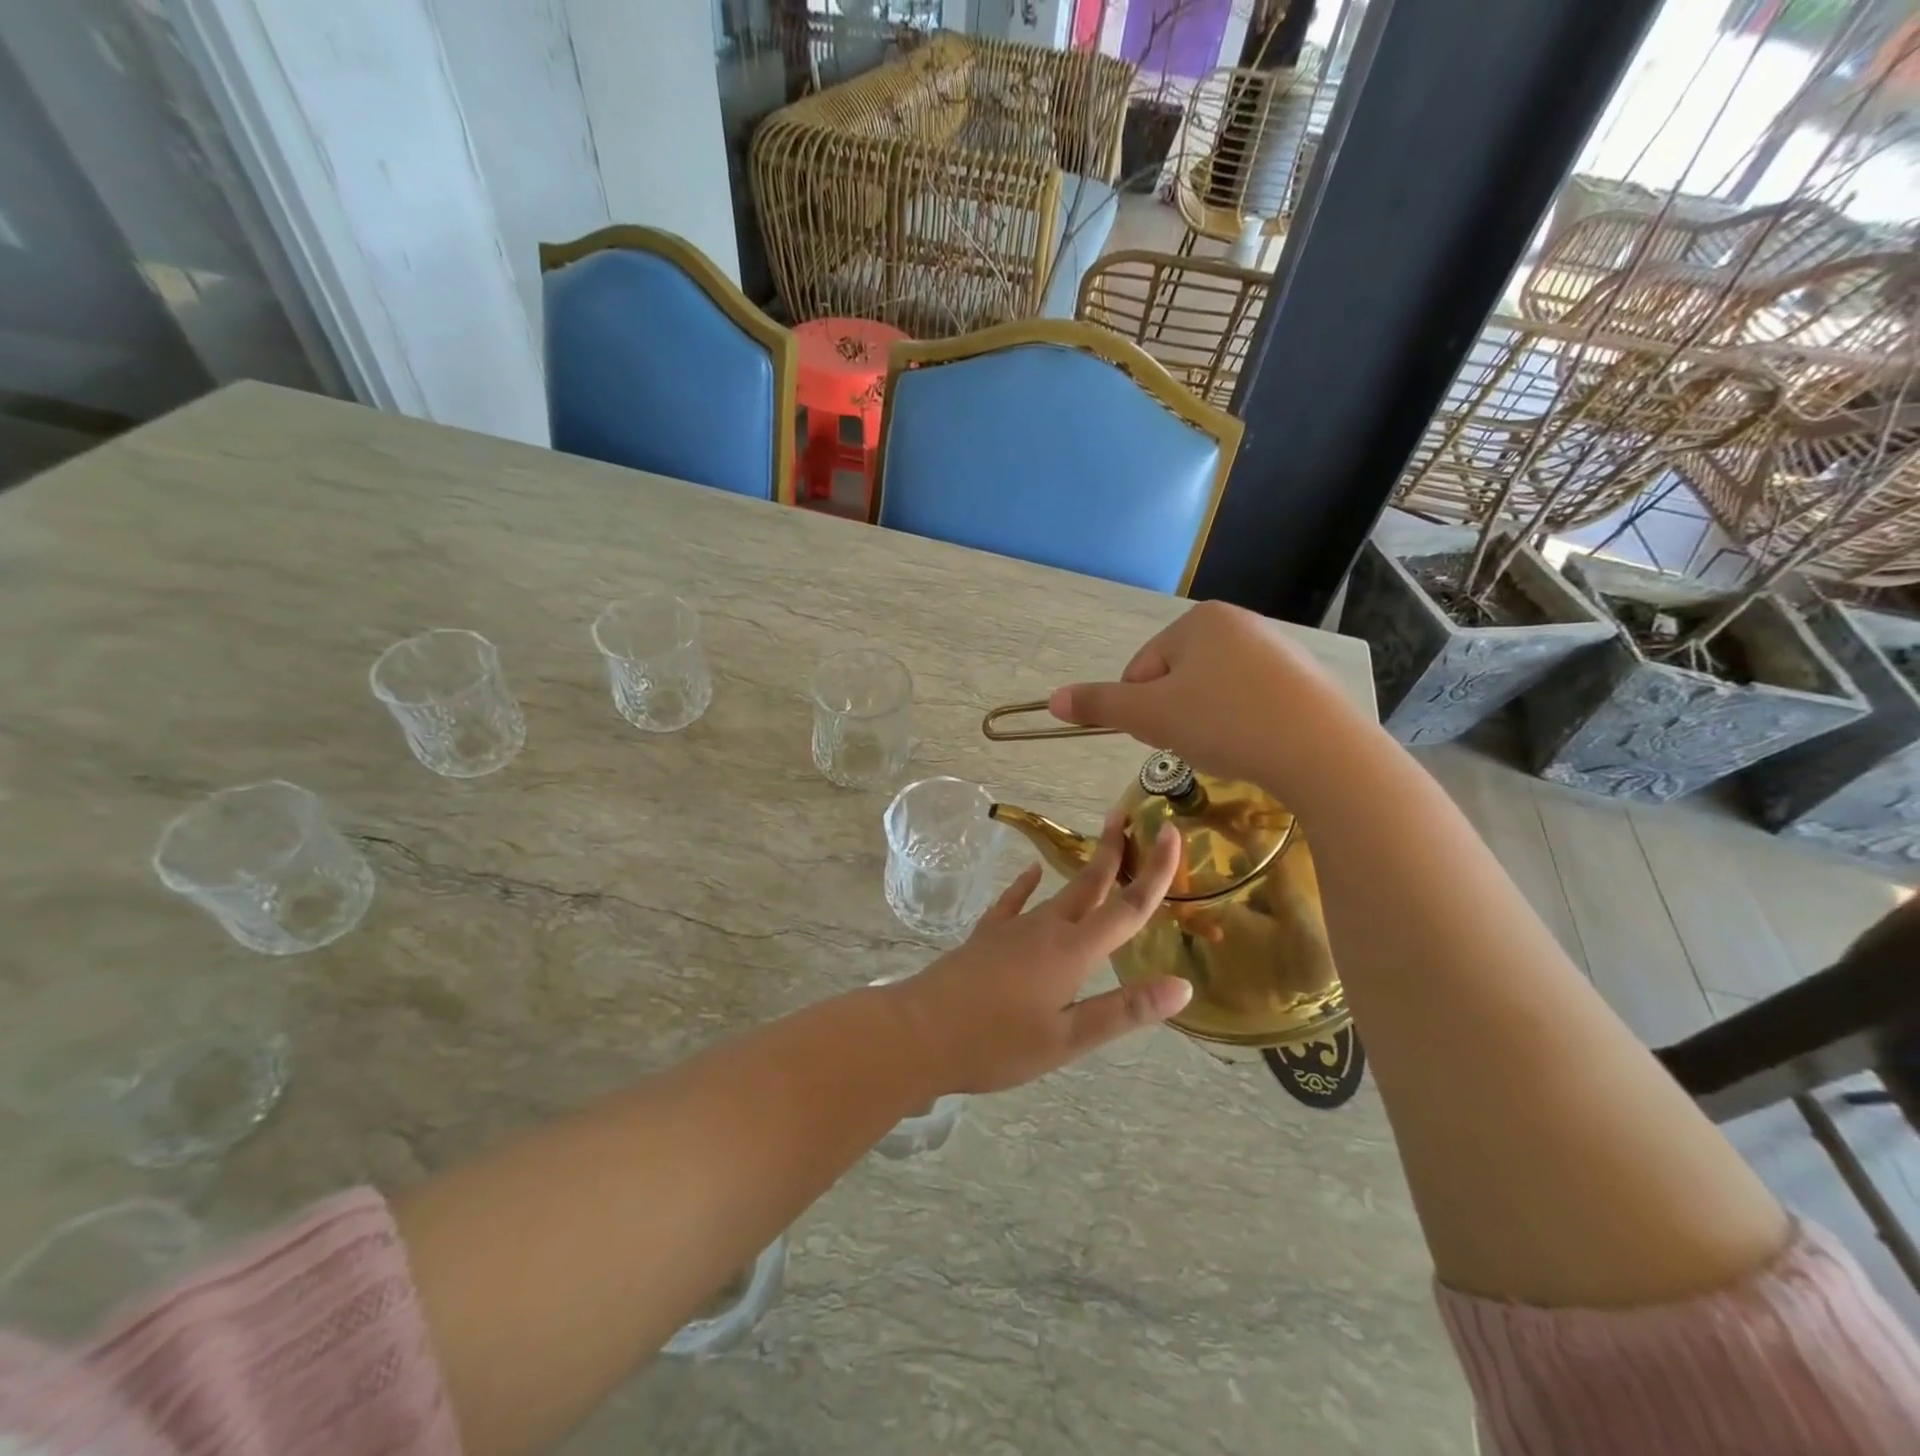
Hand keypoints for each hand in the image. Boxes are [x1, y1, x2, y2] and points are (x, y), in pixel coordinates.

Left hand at [889, 813, 1190, 1093]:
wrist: (919, 1032)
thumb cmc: (996, 1044)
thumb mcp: (1067, 1039)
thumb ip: (1123, 1010)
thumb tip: (1182, 985)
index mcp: (1073, 952)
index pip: (1127, 906)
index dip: (1156, 871)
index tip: (1173, 833)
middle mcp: (1046, 929)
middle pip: (1090, 884)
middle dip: (1113, 851)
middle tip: (1128, 816)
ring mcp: (1012, 928)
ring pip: (1059, 892)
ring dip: (1083, 871)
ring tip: (1100, 850)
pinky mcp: (986, 936)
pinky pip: (1014, 902)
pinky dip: (1026, 885)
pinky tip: (1032, 872)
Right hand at [1047, 600, 1352, 787]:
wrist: (1322, 752)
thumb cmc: (1225, 722)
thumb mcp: (1151, 716)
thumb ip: (1099, 704)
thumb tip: (1051, 700)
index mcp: (1198, 620)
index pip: (1141, 668)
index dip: (1143, 708)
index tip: (1166, 733)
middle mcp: (1238, 623)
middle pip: (1176, 678)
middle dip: (1175, 713)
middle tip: (1196, 742)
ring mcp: (1275, 649)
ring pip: (1212, 692)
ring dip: (1205, 721)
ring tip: (1227, 746)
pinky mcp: (1302, 679)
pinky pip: (1249, 700)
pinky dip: (1241, 724)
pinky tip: (1255, 744)